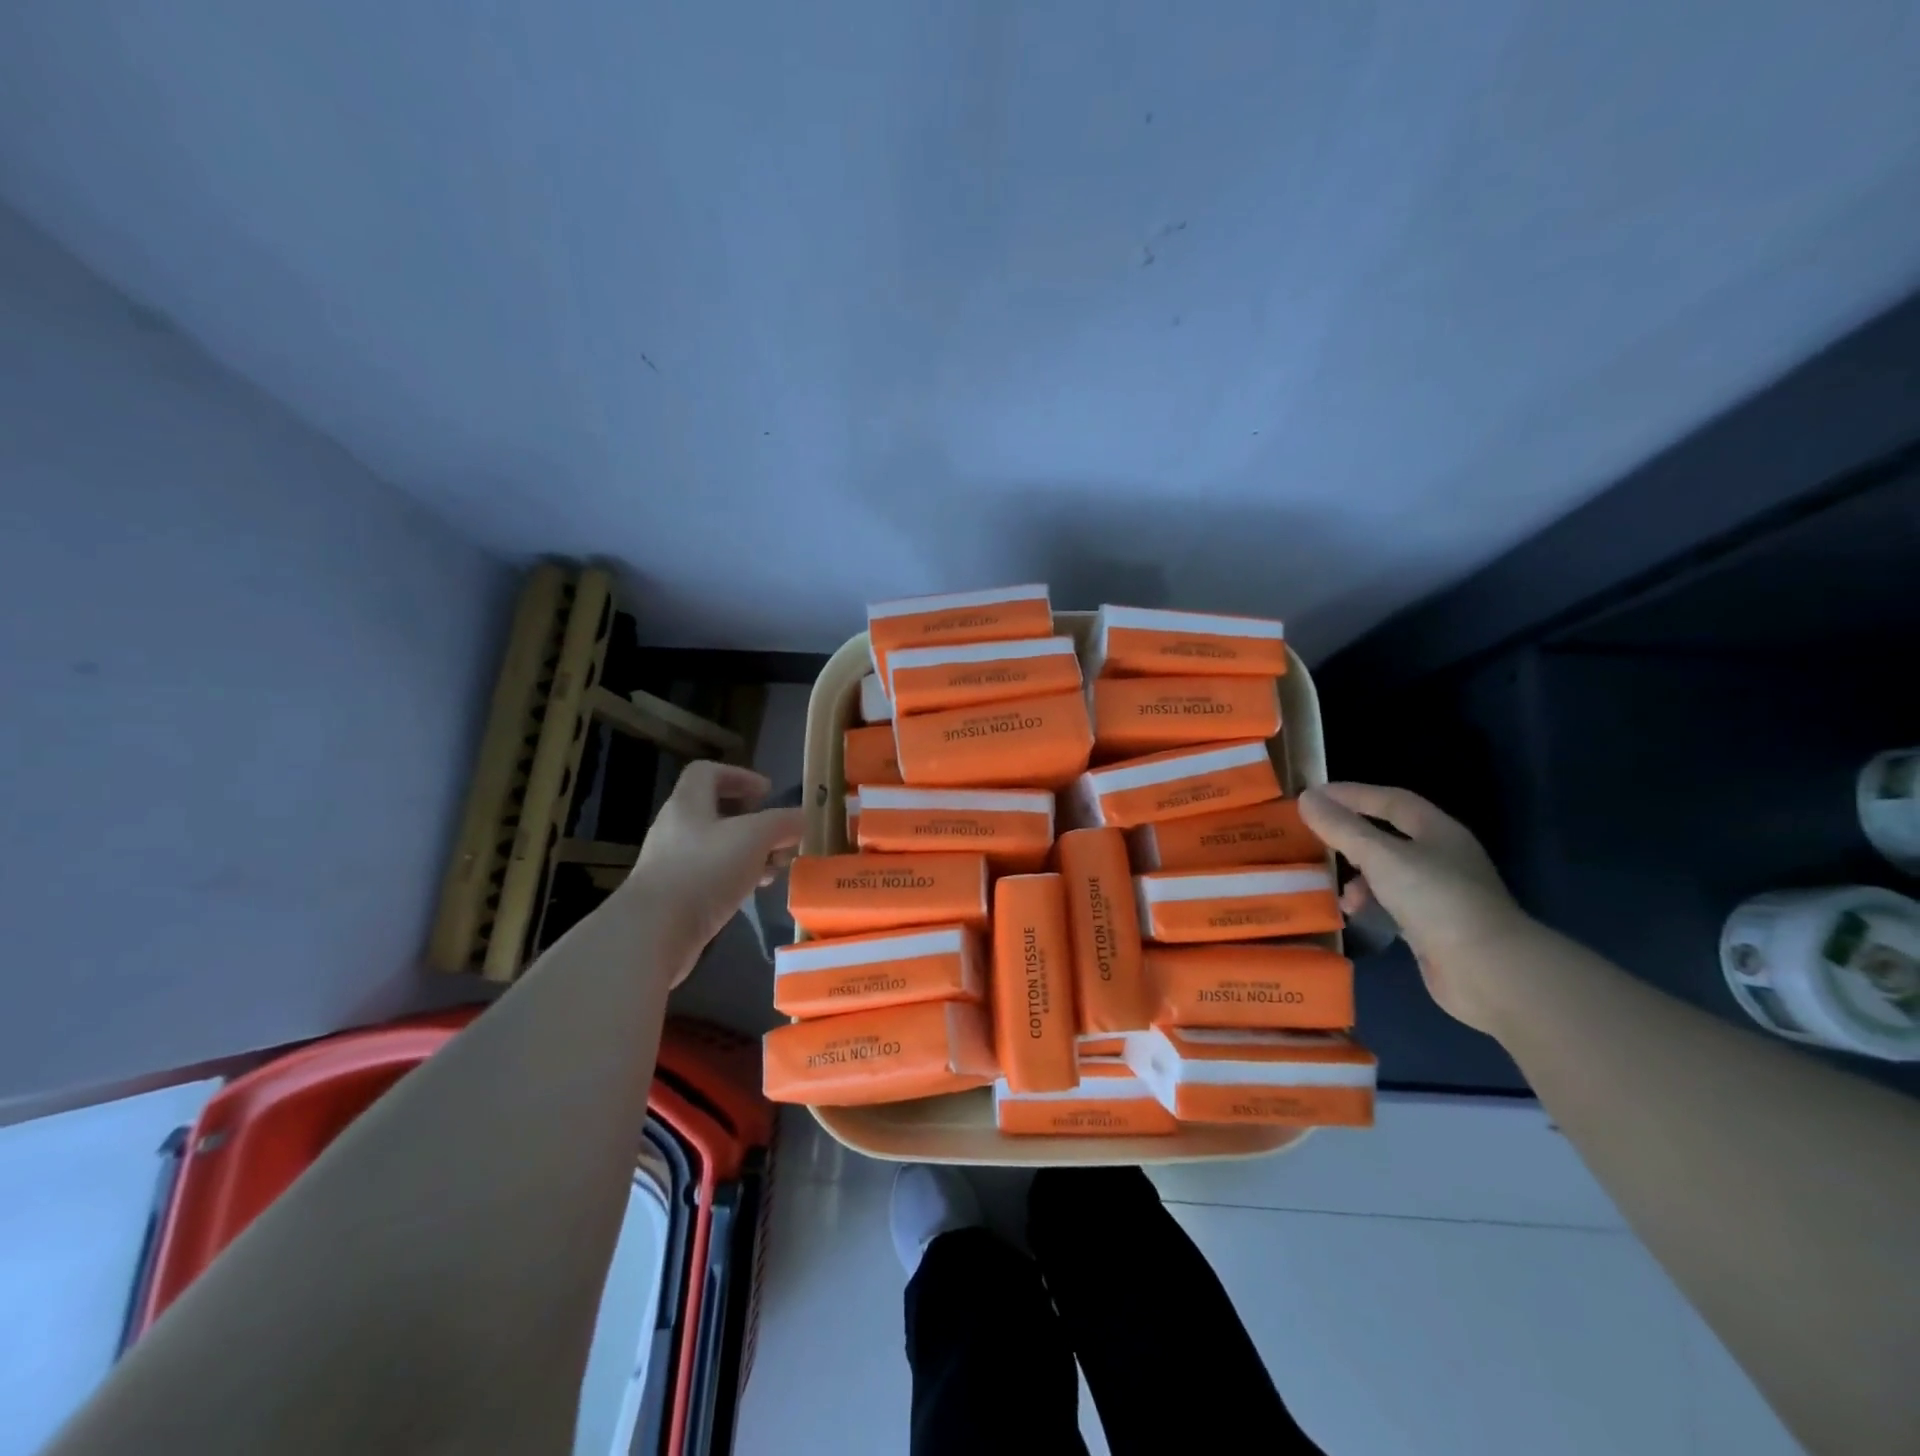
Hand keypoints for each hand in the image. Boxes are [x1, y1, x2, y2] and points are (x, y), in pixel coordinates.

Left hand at [631, 762, 804, 981]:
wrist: (654, 932)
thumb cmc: (705, 871)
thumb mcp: (755, 837)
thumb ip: (782, 822)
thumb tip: (800, 818)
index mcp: (688, 803)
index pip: (708, 772)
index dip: (740, 776)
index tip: (767, 793)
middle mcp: (676, 827)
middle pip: (716, 811)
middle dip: (754, 821)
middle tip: (779, 836)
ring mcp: (672, 863)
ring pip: (718, 846)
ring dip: (750, 852)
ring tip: (774, 867)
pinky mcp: (674, 894)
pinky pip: (711, 874)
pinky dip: (736, 877)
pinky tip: (753, 891)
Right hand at [1297, 783, 1533, 1033]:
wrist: (1488, 971)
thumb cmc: (1436, 899)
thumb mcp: (1381, 857)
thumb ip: (1342, 828)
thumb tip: (1307, 798)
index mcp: (1438, 832)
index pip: (1392, 800)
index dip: (1353, 794)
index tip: (1314, 796)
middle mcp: (1443, 858)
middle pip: (1389, 837)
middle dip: (1352, 837)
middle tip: (1317, 839)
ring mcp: (1442, 895)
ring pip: (1389, 873)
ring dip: (1359, 876)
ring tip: (1336, 888)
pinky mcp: (1435, 928)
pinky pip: (1392, 904)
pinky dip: (1370, 904)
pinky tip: (1355, 914)